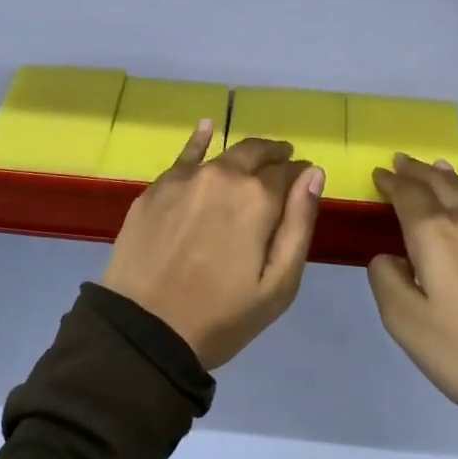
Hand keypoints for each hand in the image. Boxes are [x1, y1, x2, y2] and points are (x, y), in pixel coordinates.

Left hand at [102, 124, 325, 369]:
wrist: (144, 330)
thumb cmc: (221, 315)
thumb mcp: (278, 283)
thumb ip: (299, 223)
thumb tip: (313, 174)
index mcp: (258, 198)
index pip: (289, 171)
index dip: (300, 174)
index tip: (304, 181)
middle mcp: (223, 175)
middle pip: (256, 153)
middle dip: (274, 157)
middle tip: (283, 164)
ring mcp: (186, 178)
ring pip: (223, 154)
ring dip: (243, 156)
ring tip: (253, 161)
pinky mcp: (157, 187)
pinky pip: (184, 155)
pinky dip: (200, 140)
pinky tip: (207, 127)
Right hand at [368, 156, 457, 441]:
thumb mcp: (407, 324)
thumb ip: (386, 281)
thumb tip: (388, 258)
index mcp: (434, 235)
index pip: (407, 196)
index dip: (391, 183)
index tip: (378, 173)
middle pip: (439, 185)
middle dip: (417, 171)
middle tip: (401, 161)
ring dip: (449, 177)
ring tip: (436, 167)